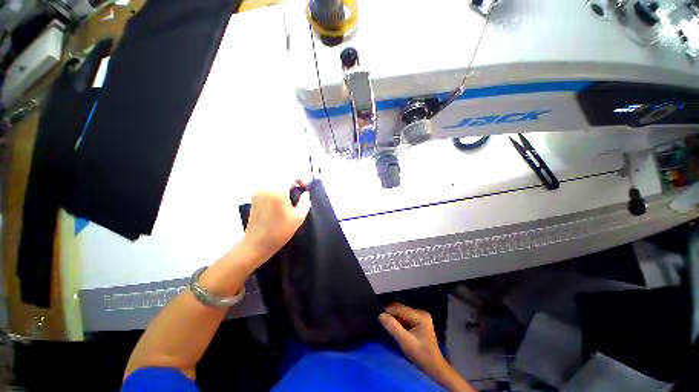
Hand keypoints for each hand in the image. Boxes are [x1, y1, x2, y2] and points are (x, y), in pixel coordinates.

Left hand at [242, 181, 310, 262]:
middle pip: (281, 174)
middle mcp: (266, 187)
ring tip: (290, 193)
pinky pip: (267, 185)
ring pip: (274, 179)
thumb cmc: (280, 231)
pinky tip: (280, 197)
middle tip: (298, 189)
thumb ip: (305, 202)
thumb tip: (305, 193)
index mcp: (278, 190)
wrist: (257, 243)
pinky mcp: (254, 196)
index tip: (304, 187)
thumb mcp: (298, 217)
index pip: (290, 174)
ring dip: (284, 182)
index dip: (300, 178)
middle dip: (292, 179)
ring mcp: (258, 191)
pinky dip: (276, 186)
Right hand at [380, 304, 473, 390]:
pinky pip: (404, 317)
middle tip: (379, 318)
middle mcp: (421, 313)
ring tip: (384, 321)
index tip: (377, 315)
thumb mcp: (406, 342)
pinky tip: (392, 325)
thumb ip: (393, 327)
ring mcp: (420, 317)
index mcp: (420, 316)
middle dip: (390, 313)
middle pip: (401, 309)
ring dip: (393, 317)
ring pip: (402, 312)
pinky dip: (398, 320)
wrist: (434, 368)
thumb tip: (380, 315)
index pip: (400, 309)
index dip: (388, 311)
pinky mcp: (418, 322)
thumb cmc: (421, 355)